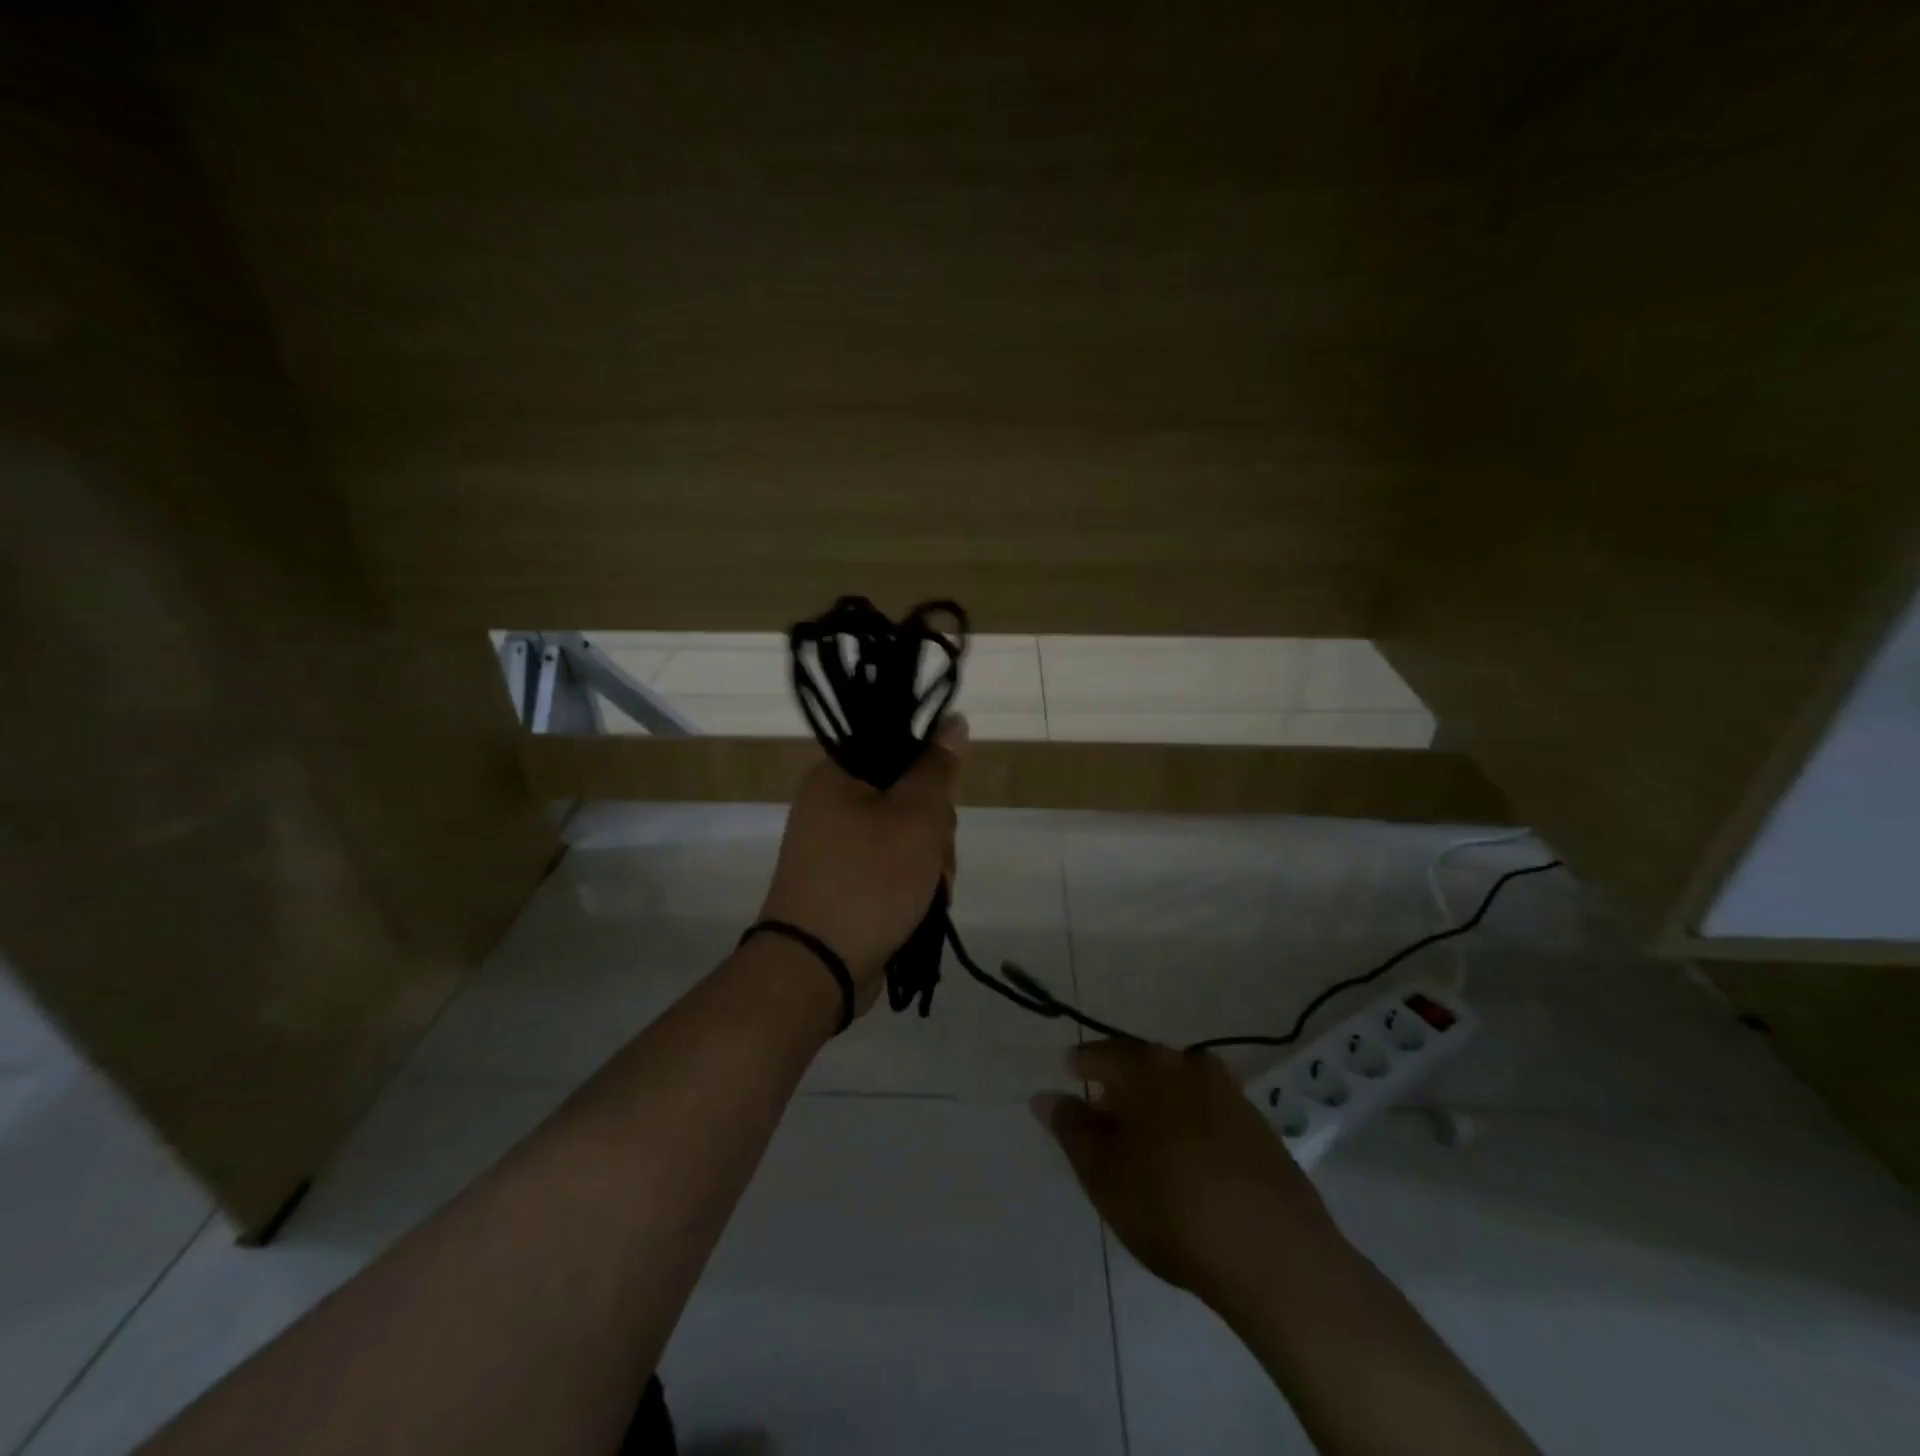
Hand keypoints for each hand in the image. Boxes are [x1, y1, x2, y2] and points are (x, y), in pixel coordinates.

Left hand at [757, 715, 967, 1011]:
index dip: (929, 770)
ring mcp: (836, 846)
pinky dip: (912, 882)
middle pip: (906, 794)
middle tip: (934, 853)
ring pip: (906, 834)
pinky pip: (891, 865)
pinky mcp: (846, 881)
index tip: (940, 800)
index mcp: (836, 775)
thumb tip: (952, 720)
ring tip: (929, 890)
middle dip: (934, 828)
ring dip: (930, 860)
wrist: (817, 968)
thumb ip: (937, 767)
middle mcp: (831, 804)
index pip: (896, 746)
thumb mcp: (916, 816)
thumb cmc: (869, 880)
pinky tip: (922, 904)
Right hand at [1034, 1041, 1340, 1302]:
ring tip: (1146, 1141)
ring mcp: (1228, 1090)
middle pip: (1142, 1064)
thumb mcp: (1104, 1174)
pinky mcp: (1258, 1122)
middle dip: (1121, 1086)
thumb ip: (1072, 1129)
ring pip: (1177, 1085)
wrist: (1274, 1252)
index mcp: (1144, 1066)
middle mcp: (1186, 1062)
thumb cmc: (1170, 1208)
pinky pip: (1208, 1108)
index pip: (1100, 1054)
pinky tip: (1189, 1158)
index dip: (1080, 1067)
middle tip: (1105, 1118)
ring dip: (1158, 1103)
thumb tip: (1044, 1096)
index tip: (1070, 1079)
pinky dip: (1190, 1122)